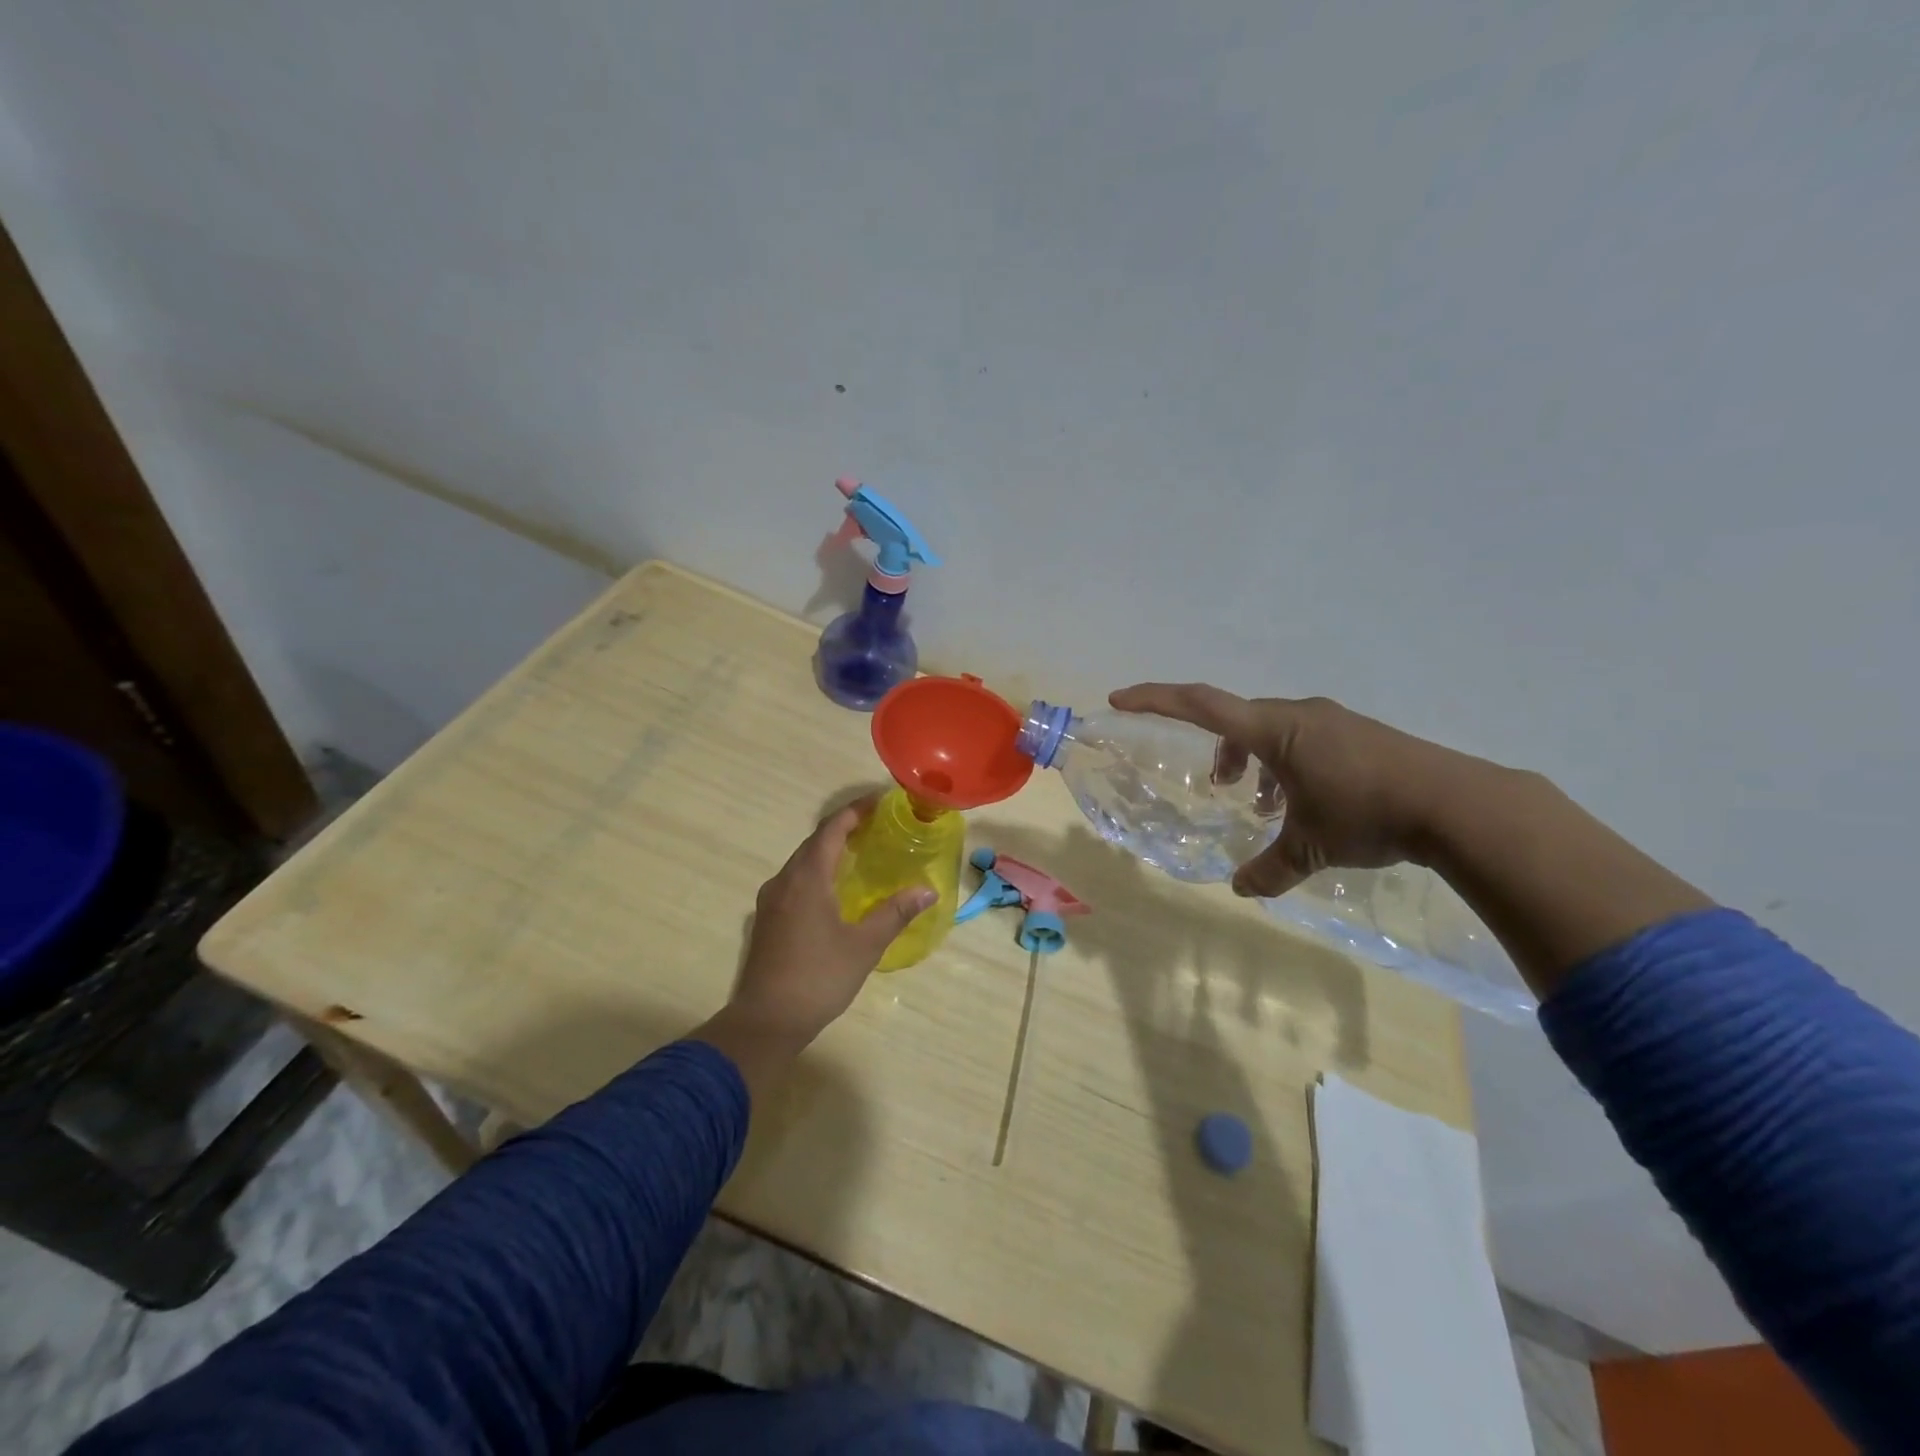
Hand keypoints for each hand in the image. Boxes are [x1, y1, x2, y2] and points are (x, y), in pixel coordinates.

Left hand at [693, 796, 933, 1101]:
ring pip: (802, 862)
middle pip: (815, 841)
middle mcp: (784, 880)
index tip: (880, 801)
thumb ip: (895, 913)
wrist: (765, 1021)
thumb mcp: (864, 946)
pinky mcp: (767, 919)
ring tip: (861, 853)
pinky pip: (795, 880)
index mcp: (807, 878)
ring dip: (829, 851)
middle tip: (877, 826)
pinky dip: (818, 872)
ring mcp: (771, 900)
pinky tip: (835, 890)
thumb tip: (927, 890)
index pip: (832, 829)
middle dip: (845, 828)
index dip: (855, 810)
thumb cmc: (817, 978)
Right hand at [1109, 683, 1475, 899]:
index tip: (1119, 698)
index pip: (1201, 704)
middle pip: (1237, 719)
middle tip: (1216, 788)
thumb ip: (1269, 869)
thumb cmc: (1368, 814)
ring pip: (1273, 731)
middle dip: (1219, 752)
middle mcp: (1299, 715)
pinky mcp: (1357, 734)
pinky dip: (1286, 765)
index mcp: (1275, 730)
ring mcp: (1332, 721)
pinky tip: (1304, 804)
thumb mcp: (1311, 847)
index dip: (1155, 699)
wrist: (1458, 804)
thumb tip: (1240, 890)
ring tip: (1262, 806)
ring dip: (1255, 762)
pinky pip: (1303, 739)